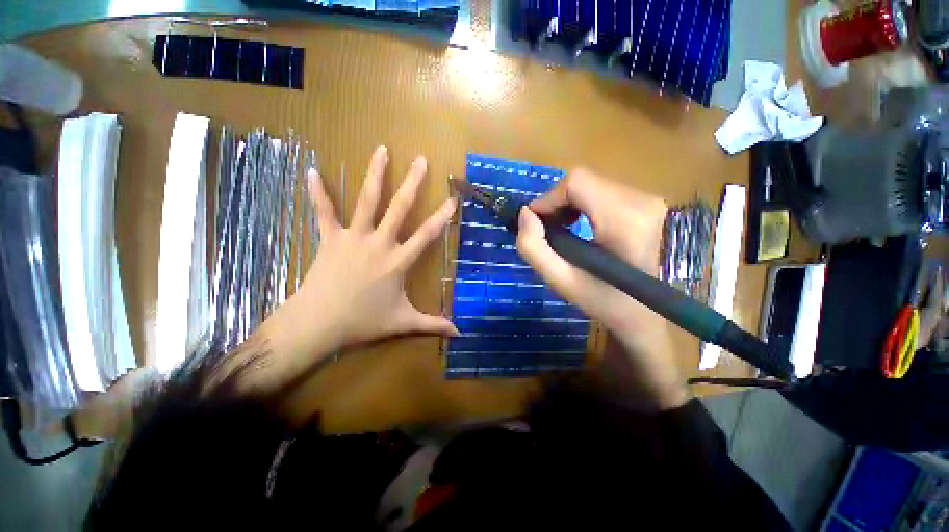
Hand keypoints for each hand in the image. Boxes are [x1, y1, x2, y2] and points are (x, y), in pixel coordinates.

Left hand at [255, 146, 457, 386]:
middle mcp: (379, 243)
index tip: (452, 198)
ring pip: (366, 201)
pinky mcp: (330, 238)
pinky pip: (324, 212)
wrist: (318, 324)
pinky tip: (313, 171)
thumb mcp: (403, 323)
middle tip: (420, 160)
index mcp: (398, 261)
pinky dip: (318, 193)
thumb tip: (459, 333)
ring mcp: (353, 237)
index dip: (441, 217)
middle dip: (412, 183)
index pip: (426, 235)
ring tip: (381, 150)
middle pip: (399, 208)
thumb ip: (432, 324)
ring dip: (375, 175)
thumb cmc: (363, 322)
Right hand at [516, 168, 687, 409]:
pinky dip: (583, 205)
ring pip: (592, 185)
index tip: (536, 223)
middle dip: (557, 203)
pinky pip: (603, 192)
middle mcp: (641, 200)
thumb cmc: (604, 301)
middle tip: (549, 231)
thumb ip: (533, 247)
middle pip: (583, 181)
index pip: (576, 182)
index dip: (548, 199)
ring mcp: (648, 200)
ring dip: (569, 204)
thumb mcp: (561, 281)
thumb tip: (525, 214)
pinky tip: (580, 227)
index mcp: (624, 220)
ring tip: (563, 231)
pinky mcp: (647, 203)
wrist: (648, 313)